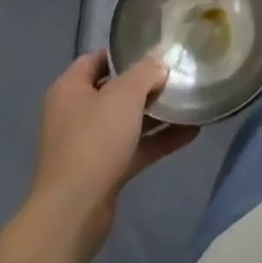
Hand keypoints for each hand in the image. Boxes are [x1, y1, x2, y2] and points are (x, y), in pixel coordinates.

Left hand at [21, 51, 196, 262]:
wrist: (74, 211)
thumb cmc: (94, 141)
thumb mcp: (125, 95)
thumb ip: (145, 72)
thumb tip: (159, 63)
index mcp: (70, 90)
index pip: (95, 60)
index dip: (123, 53)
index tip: (154, 51)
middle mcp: (75, 114)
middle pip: (114, 91)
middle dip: (146, 84)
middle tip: (178, 75)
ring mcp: (89, 144)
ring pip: (127, 121)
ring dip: (156, 113)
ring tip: (190, 101)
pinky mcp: (103, 170)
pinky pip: (135, 147)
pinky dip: (159, 140)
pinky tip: (191, 132)